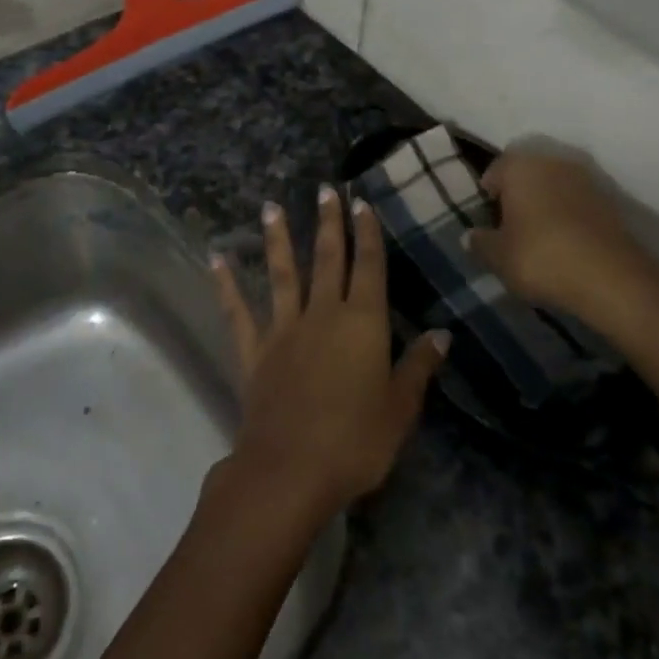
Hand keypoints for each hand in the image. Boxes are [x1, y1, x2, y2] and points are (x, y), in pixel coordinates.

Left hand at [212, 186, 446, 520]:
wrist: (291, 469)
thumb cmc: (356, 441)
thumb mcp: (400, 408)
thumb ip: (418, 367)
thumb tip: (442, 334)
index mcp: (362, 323)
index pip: (368, 267)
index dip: (367, 234)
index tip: (361, 203)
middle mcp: (322, 315)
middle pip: (327, 260)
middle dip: (328, 223)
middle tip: (324, 190)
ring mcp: (283, 330)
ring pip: (282, 274)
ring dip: (278, 239)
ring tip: (271, 207)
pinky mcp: (253, 351)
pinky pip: (238, 311)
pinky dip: (227, 284)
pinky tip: (216, 258)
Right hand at [464, 148, 658, 317]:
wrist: (612, 279)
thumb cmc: (541, 258)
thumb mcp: (498, 257)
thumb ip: (479, 243)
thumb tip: (470, 236)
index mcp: (520, 167)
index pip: (494, 171)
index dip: (487, 197)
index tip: (488, 223)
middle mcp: (553, 163)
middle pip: (526, 176)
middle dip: (517, 197)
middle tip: (510, 230)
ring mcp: (586, 179)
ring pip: (554, 188)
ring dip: (545, 207)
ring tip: (539, 240)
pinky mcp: (611, 201)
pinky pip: (577, 204)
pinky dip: (569, 218)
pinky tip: (565, 245)